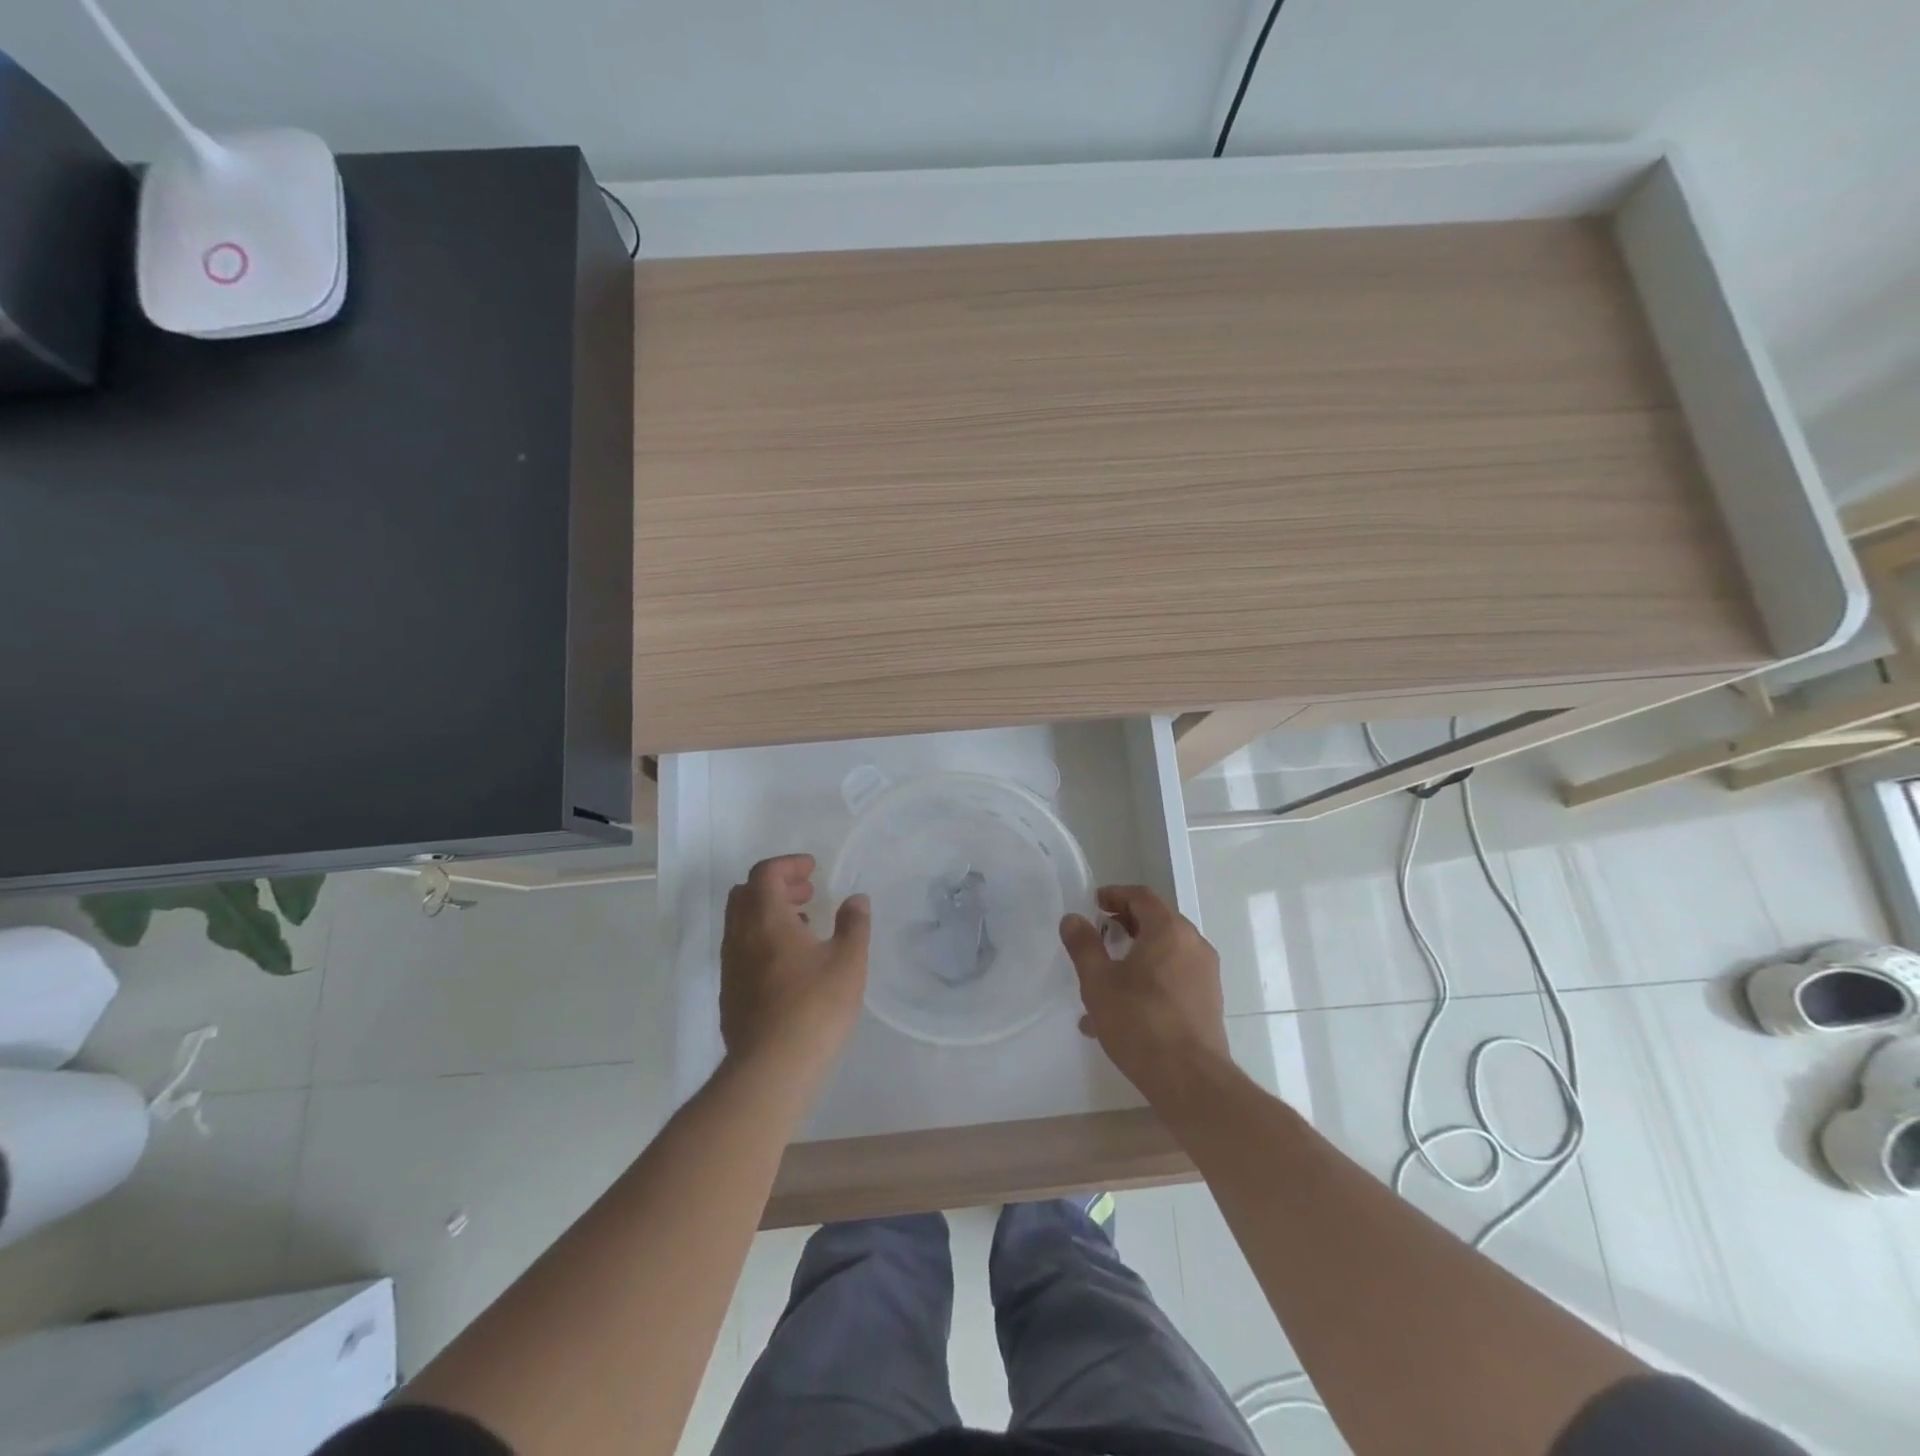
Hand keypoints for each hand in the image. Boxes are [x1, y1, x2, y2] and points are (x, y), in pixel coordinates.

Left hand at [720, 855, 870, 1082]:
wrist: (771, 1068)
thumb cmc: (815, 1006)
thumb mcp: (849, 961)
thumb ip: (854, 924)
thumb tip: (856, 899)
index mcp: (766, 919)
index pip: (765, 874)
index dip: (788, 864)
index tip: (813, 869)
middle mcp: (741, 936)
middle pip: (745, 894)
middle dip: (776, 886)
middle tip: (807, 893)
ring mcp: (731, 967)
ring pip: (741, 924)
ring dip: (769, 914)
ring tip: (804, 927)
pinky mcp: (730, 994)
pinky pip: (742, 950)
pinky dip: (763, 940)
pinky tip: (791, 964)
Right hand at [1060, 885, 1232, 1105]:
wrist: (1190, 1080)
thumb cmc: (1140, 1022)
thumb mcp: (1098, 982)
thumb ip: (1084, 945)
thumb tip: (1073, 919)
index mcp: (1169, 930)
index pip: (1141, 897)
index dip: (1115, 895)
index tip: (1094, 904)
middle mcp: (1193, 944)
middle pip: (1157, 921)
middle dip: (1126, 924)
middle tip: (1099, 935)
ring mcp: (1205, 974)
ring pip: (1166, 951)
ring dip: (1137, 954)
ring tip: (1106, 978)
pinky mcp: (1208, 1000)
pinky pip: (1175, 976)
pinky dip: (1151, 978)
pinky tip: (1124, 1009)